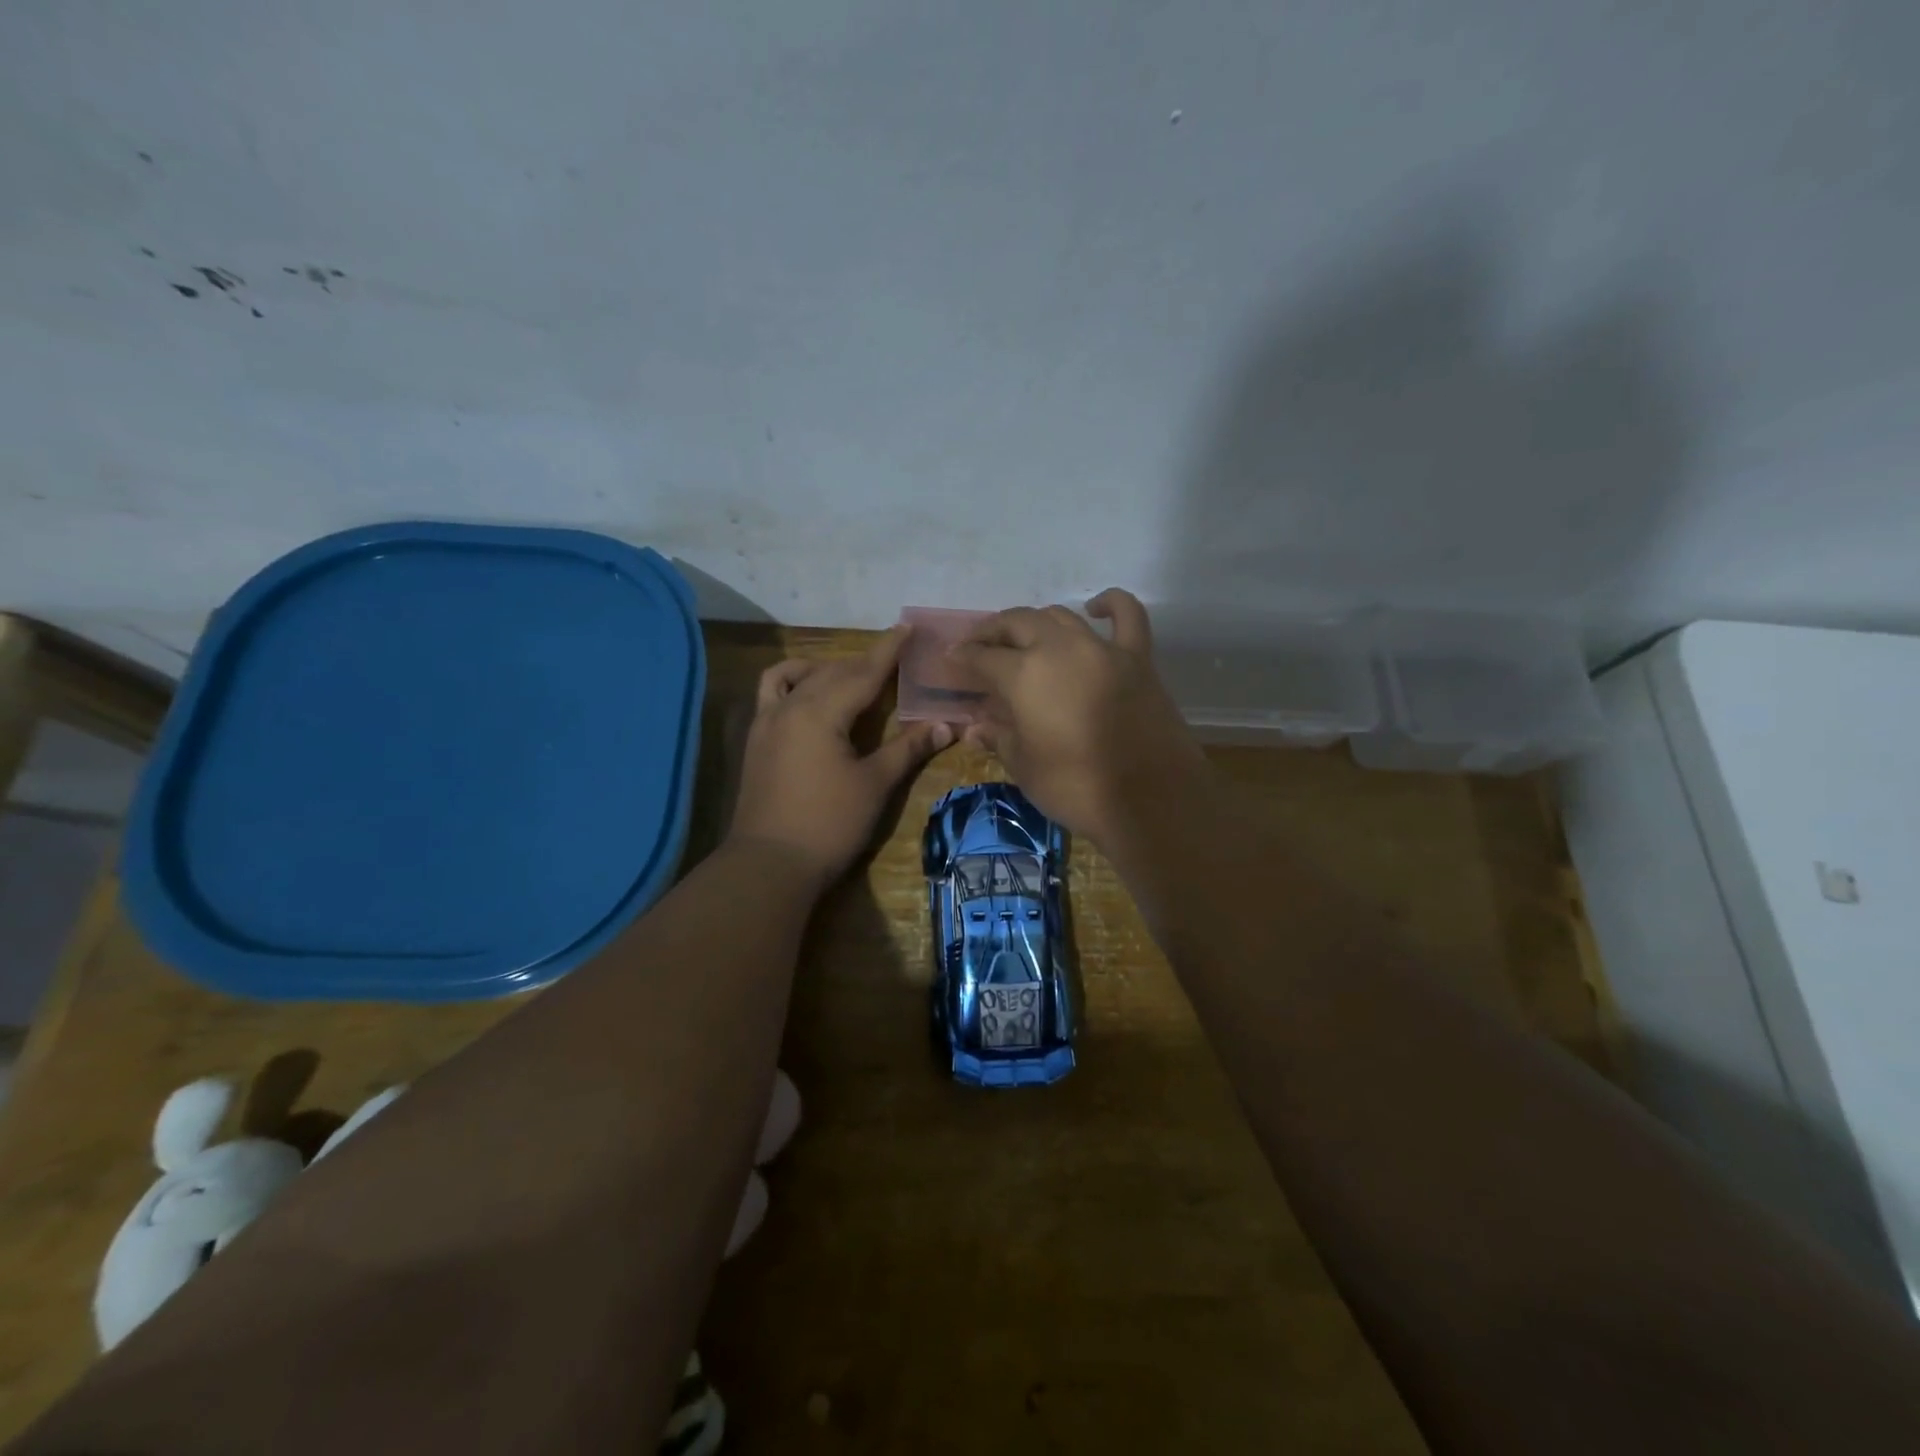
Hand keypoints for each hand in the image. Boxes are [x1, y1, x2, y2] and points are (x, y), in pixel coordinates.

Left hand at [727, 626, 952, 886]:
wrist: (769, 864)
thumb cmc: (829, 825)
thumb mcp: (874, 785)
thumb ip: (907, 749)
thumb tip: (946, 725)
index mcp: (821, 712)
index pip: (863, 672)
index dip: (888, 650)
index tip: (906, 627)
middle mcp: (790, 706)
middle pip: (833, 672)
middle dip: (864, 662)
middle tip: (894, 658)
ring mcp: (767, 721)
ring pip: (800, 678)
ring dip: (828, 670)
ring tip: (852, 679)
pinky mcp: (757, 739)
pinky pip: (773, 693)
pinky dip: (793, 683)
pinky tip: (808, 697)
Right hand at [951, 589, 1209, 850]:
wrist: (1149, 800)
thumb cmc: (1076, 788)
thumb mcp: (1025, 767)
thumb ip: (999, 738)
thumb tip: (975, 727)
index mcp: (1025, 675)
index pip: (983, 657)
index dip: (963, 658)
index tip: (951, 659)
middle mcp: (1060, 649)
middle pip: (1018, 623)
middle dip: (993, 631)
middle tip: (979, 645)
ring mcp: (1102, 649)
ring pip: (1061, 616)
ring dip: (1036, 622)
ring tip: (1023, 637)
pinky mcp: (1137, 659)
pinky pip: (1127, 617)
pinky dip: (1111, 605)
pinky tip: (1096, 607)